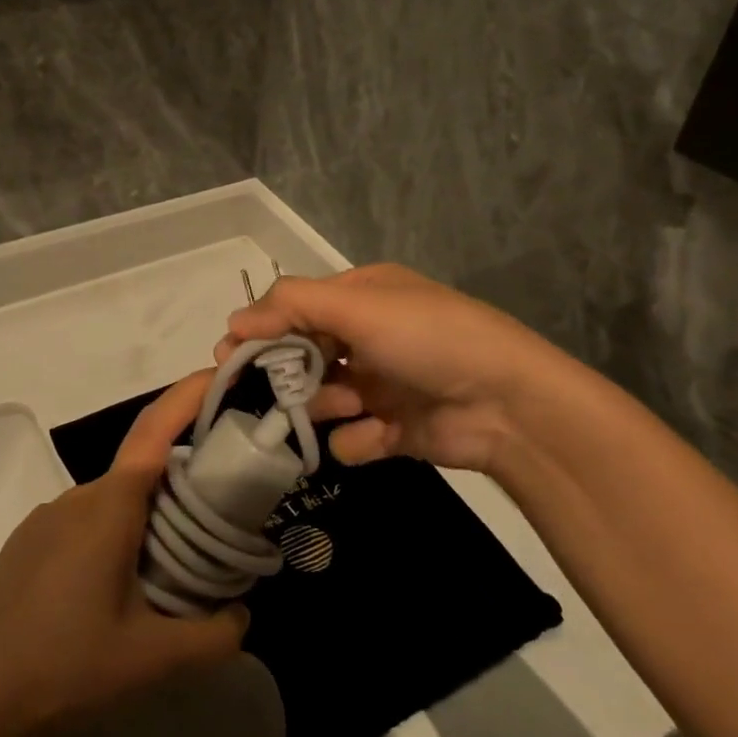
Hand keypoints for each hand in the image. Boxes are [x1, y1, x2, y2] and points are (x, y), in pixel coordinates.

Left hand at [0, 372, 249, 736]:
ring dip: (146, 517)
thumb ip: (215, 635)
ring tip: (169, 568)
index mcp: (109, 506)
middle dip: (181, 482)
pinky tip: (115, 587)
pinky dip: (114, 531)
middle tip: (216, 519)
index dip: (187, 396)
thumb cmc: (68, 666)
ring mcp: (46, 517)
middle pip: (140, 471)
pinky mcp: (28, 541)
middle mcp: (76, 497)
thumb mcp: (154, 658)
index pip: (154, 431)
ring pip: (112, 500)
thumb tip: (243, 614)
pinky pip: (84, 519)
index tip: (217, 372)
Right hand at [218, 264, 565, 477]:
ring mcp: (380, 384)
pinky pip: (352, 438)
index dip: (260, 330)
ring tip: (349, 408)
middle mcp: (368, 336)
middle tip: (279, 393)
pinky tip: (378, 436)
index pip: (294, 308)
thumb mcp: (359, 305)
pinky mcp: (393, 429)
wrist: (508, 405)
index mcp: (362, 297)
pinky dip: (359, 439)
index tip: (229, 358)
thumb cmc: (429, 339)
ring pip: (321, 399)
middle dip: (291, 375)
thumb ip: (291, 306)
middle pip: (302, 357)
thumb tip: (233, 321)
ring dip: (325, 406)